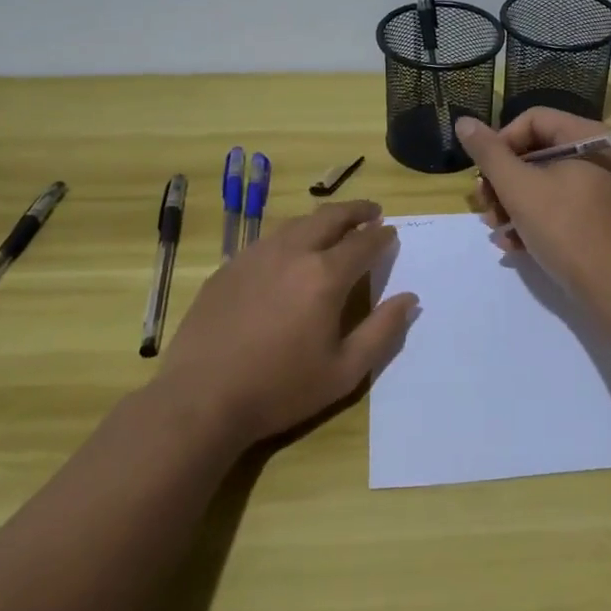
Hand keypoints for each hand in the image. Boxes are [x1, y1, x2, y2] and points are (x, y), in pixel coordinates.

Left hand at [150, 200, 414, 450]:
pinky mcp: (228, 268)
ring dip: (322, 220)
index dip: (382, 235)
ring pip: (296, 223)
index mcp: (325, 276)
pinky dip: (290, 237)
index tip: (391, 233)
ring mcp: (255, 256)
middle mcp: (292, 253)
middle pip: (330, 217)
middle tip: (371, 212)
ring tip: (334, 227)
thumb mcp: (344, 371)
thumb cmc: (280, 389)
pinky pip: (267, 240)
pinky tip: (289, 254)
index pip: (363, 242)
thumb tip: (409, 299)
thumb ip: (382, 331)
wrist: (201, 399)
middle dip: (356, 211)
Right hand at [456, 111, 610, 310]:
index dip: (501, 141)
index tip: (484, 173)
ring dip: (511, 203)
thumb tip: (464, 122)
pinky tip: (511, 243)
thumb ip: (489, 153)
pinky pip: (557, 205)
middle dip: (503, 179)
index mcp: (589, 138)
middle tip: (484, 204)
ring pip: (543, 182)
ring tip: (494, 228)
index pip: (534, 119)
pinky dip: (532, 219)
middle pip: (536, 151)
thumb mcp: (519, 188)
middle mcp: (600, 156)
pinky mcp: (597, 217)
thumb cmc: (566, 230)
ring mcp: (601, 188)